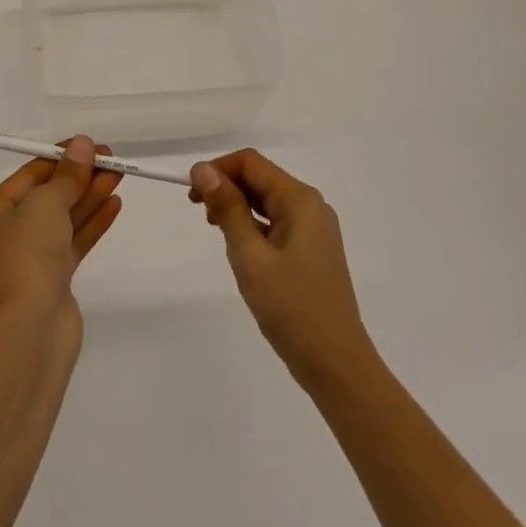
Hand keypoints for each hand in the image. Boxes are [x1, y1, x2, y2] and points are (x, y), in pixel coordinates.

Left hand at [0, 136, 121, 336]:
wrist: (28, 330)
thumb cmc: (25, 256)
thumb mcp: (45, 204)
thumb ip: (68, 175)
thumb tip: (82, 144)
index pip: (27, 177)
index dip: (60, 158)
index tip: (90, 145)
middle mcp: (3, 235)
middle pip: (47, 197)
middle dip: (79, 177)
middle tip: (112, 159)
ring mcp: (28, 260)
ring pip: (63, 220)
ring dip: (90, 197)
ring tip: (119, 176)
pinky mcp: (52, 280)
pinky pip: (73, 242)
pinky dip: (92, 223)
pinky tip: (115, 204)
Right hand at [190, 149, 376, 388]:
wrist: (334, 363)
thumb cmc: (290, 307)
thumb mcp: (250, 256)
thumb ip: (227, 209)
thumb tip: (203, 170)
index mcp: (300, 201)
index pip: (251, 163)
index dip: (218, 169)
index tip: (190, 192)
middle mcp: (311, 207)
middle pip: (261, 178)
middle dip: (226, 186)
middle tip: (197, 210)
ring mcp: (314, 230)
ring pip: (267, 201)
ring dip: (237, 205)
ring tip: (214, 228)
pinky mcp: (311, 251)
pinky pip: (276, 222)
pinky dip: (252, 224)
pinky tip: (239, 246)